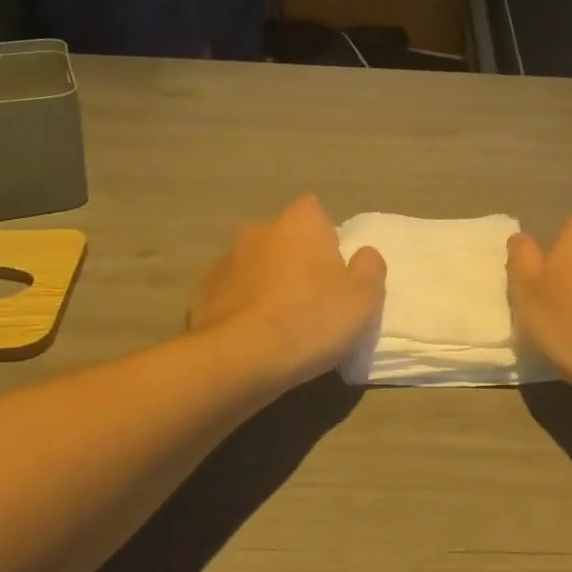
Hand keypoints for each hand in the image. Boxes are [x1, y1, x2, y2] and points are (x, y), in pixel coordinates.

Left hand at [189, 195, 385, 386]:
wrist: (240, 359)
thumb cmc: (311, 319)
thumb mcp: (364, 299)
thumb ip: (370, 268)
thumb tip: (364, 255)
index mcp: (300, 223)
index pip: (315, 212)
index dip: (326, 238)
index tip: (333, 270)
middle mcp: (259, 230)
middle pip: (284, 238)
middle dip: (294, 259)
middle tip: (310, 299)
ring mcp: (226, 260)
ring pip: (255, 265)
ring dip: (266, 283)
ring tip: (279, 323)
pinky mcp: (202, 293)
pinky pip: (231, 294)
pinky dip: (241, 307)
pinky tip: (252, 337)